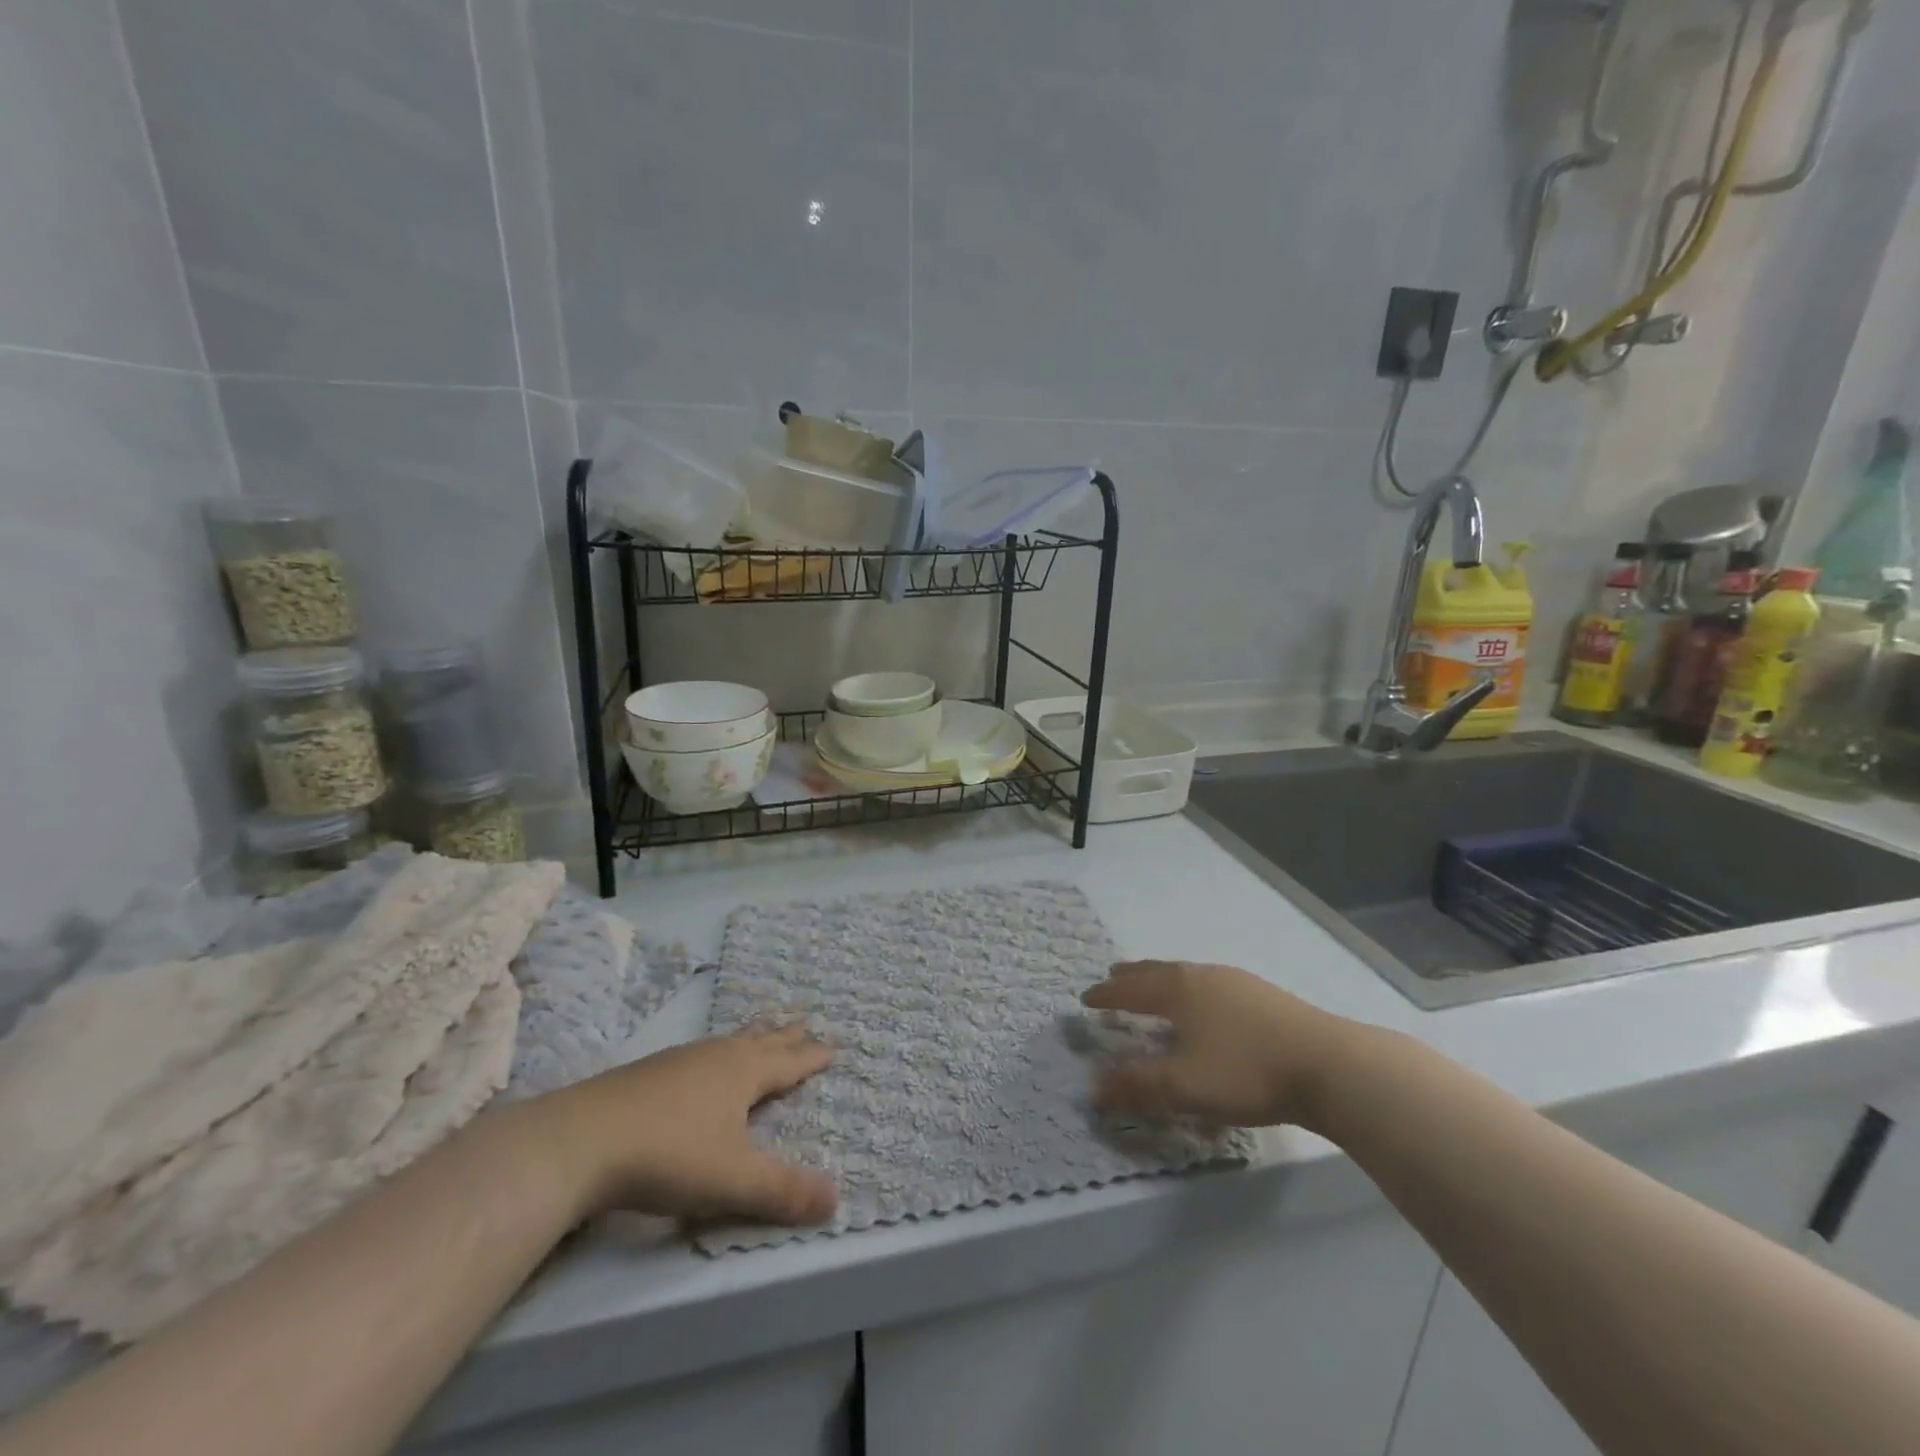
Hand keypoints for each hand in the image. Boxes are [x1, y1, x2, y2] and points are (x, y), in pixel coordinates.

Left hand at [532, 1026, 836, 1226]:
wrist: (580, 1141)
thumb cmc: (669, 1156)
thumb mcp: (733, 1181)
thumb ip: (784, 1192)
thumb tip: (836, 1200)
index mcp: (743, 1073)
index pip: (788, 1062)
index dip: (811, 1057)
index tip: (833, 1045)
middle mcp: (716, 1056)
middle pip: (759, 1040)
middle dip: (785, 1035)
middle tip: (804, 1020)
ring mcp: (678, 1060)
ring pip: (727, 1042)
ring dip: (750, 1037)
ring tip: (760, 1032)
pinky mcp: (647, 1073)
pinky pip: (699, 1053)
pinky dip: (716, 1052)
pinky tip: (700, 1065)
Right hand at [1081, 961, 1356, 1132]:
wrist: (1328, 1064)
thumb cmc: (1246, 1071)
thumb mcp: (1184, 1086)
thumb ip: (1137, 1085)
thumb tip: (1092, 1086)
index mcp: (1178, 991)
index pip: (1131, 989)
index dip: (1106, 994)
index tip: (1085, 997)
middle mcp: (1202, 976)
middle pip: (1157, 971)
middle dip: (1132, 976)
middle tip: (1114, 975)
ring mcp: (1235, 982)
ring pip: (1187, 975)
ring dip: (1163, 979)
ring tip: (1156, 986)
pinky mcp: (1263, 995)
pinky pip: (1211, 984)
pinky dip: (1192, 989)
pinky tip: (1208, 1005)